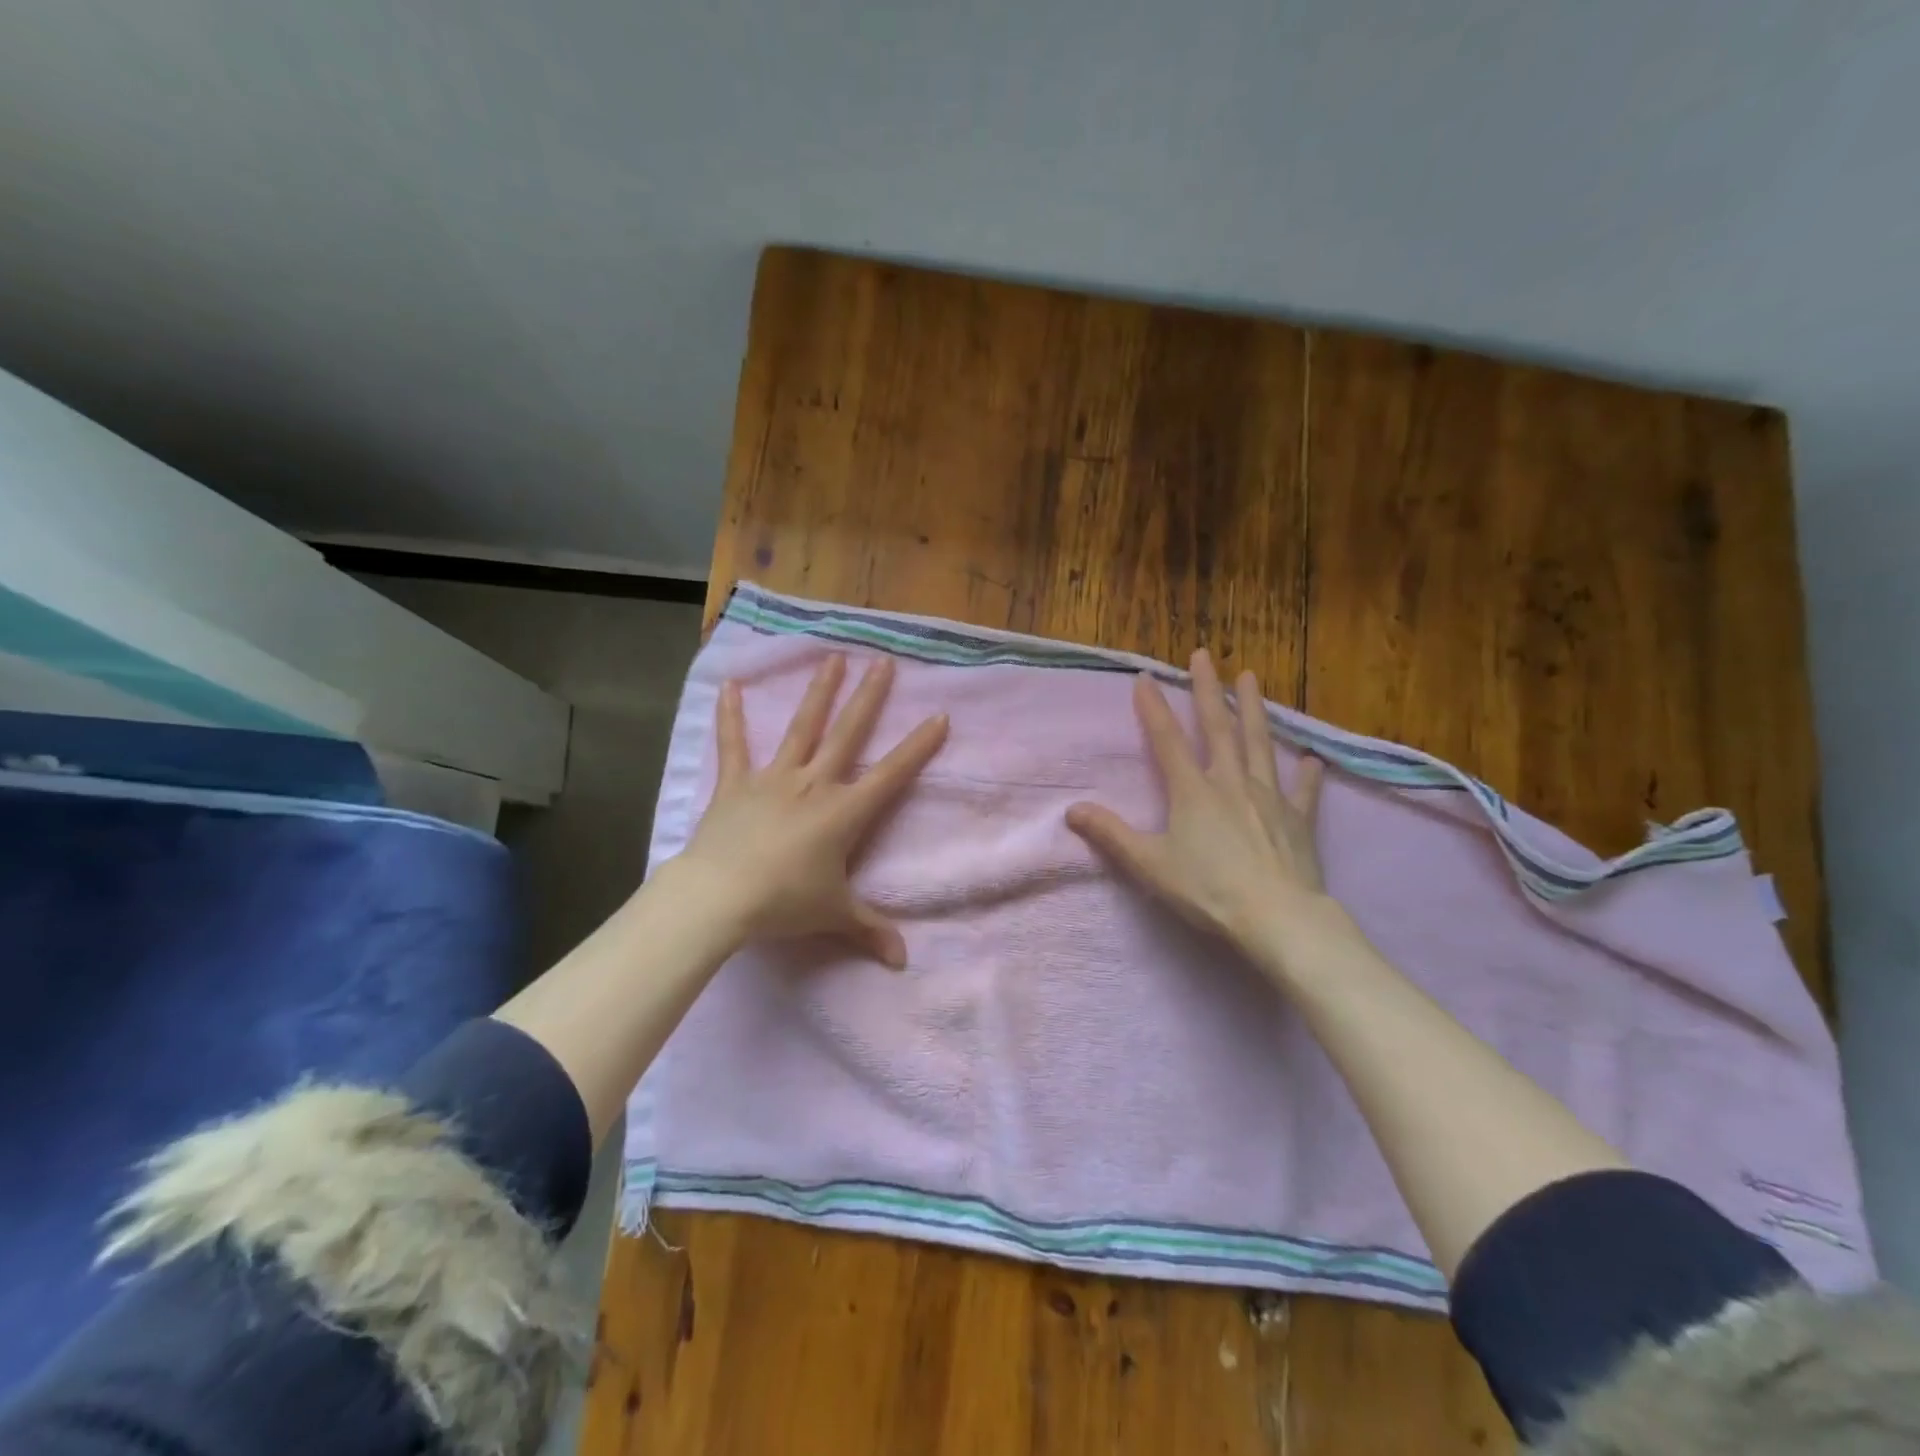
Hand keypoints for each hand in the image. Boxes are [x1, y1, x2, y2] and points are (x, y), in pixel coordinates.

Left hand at [672, 653, 947, 967]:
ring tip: (832, 659)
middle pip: (848, 734)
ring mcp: (774, 779)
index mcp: (844, 812)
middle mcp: (814, 784)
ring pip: (801, 727)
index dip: (918, 746)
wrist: (720, 897)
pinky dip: (730, 716)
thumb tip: (902, 963)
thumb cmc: (783, 903)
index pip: (892, 774)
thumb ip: (870, 931)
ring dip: (818, 692)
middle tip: (884, 664)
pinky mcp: (736, 783)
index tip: (939, 716)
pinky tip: (728, 684)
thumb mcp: (833, 916)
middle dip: (869, 698)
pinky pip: (734, 745)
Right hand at [1066, 649, 1342, 961]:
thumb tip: (1072, 810)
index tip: (1145, 677)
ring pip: (1260, 744)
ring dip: (1254, 709)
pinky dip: (1306, 774)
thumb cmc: (1208, 890)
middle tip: (1204, 656)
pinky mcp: (1298, 820)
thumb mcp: (1149, 864)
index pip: (1167, 740)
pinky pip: (1302, 791)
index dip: (1153, 708)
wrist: (1277, 917)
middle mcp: (1231, 782)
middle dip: (1208, 690)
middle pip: (1218, 728)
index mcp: (1193, 791)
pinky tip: (1311, 760)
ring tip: (1251, 678)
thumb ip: (1111, 835)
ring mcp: (1269, 798)